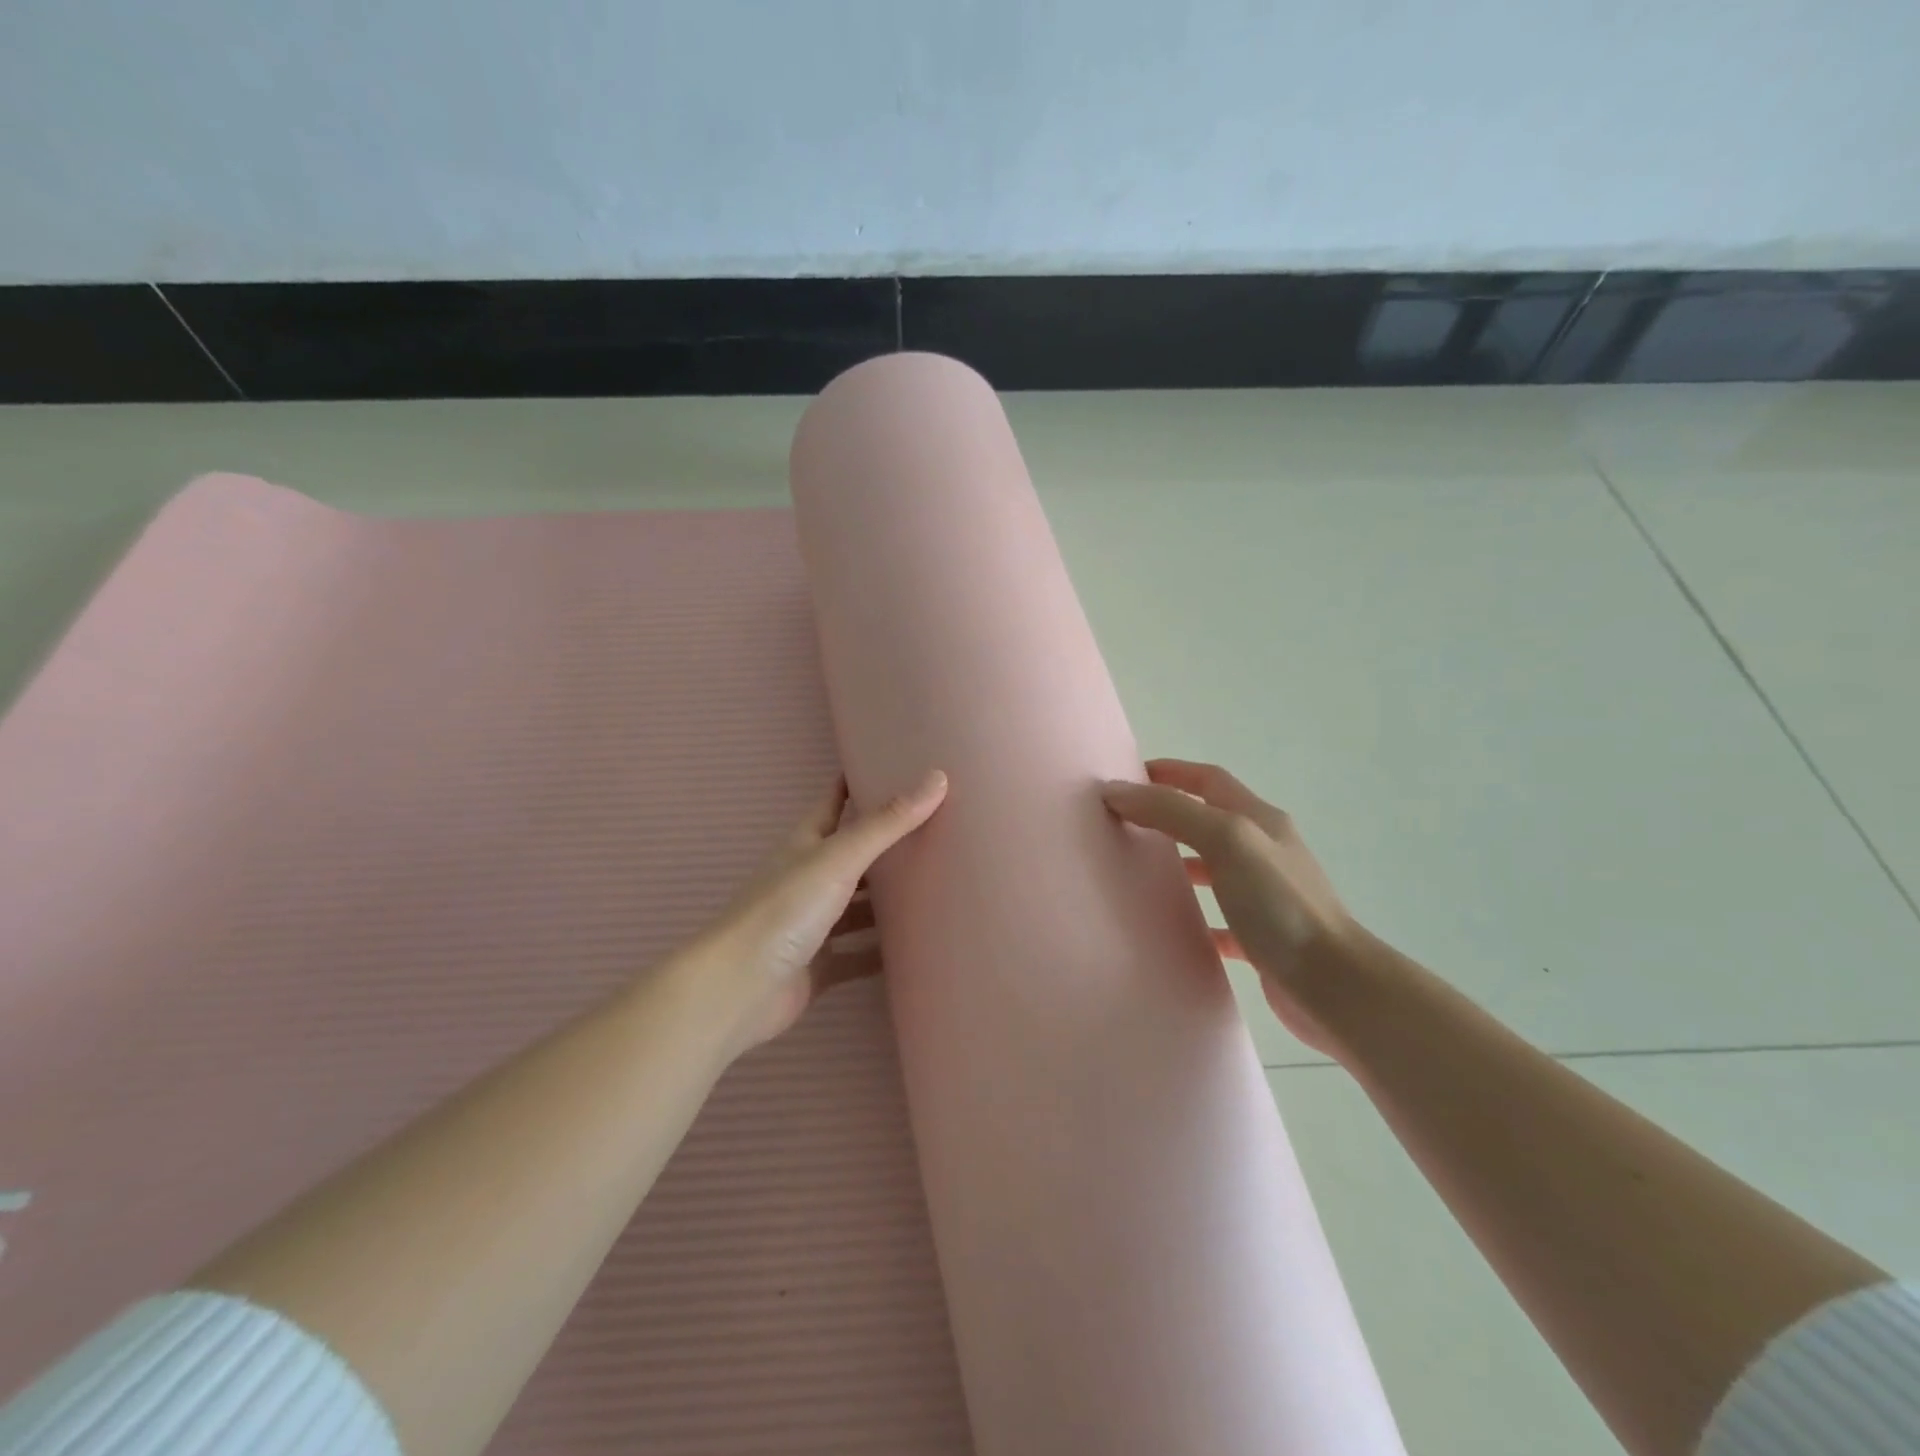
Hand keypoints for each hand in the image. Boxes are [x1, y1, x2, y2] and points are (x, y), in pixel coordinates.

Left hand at [693, 768, 947, 1056]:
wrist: (738, 990)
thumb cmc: (784, 910)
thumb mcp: (838, 858)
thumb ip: (887, 824)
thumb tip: (937, 778)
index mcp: (806, 844)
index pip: (834, 802)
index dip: (857, 783)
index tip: (892, 766)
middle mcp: (808, 878)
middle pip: (853, 854)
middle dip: (887, 844)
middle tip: (937, 829)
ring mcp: (812, 924)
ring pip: (858, 906)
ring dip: (888, 899)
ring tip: (938, 886)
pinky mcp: (820, 965)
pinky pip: (859, 954)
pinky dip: (883, 951)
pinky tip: (918, 947)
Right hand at [1102, 758, 1354, 1053]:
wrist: (1335, 985)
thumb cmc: (1280, 904)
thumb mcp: (1226, 841)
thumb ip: (1172, 812)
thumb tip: (1117, 791)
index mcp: (1260, 821)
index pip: (1210, 780)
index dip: (1171, 772)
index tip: (1128, 776)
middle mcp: (1265, 852)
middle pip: (1211, 820)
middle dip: (1169, 815)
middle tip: (1125, 823)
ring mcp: (1267, 895)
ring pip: (1215, 868)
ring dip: (1181, 862)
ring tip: (1142, 871)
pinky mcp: (1264, 937)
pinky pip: (1222, 919)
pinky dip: (1197, 917)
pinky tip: (1174, 928)